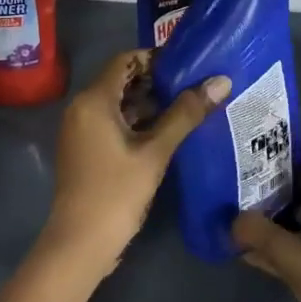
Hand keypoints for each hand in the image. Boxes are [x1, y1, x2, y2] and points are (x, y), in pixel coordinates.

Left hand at [37, 50, 227, 286]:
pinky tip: (165, 132)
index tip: (187, 65)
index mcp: (94, 100)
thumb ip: (186, 114)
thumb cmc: (116, 192)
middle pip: (120, 80)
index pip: (125, 60)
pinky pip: (111, 122)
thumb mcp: (156, 151)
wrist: (80, 243)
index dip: (155, 58)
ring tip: (187, 107)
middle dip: (155, 81)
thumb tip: (221, 81)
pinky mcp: (84, 149)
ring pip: (117, 103)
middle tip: (193, 86)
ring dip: (148, 103)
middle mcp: (81, 108)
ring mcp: (80, 130)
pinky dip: (136, 121)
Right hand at [232, 155, 300, 301]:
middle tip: (245, 176)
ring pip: (298, 223)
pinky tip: (250, 252)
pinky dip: (275, 248)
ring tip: (241, 209)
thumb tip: (232, 219)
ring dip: (274, 217)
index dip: (295, 152)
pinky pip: (294, 251)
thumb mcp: (290, 253)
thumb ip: (259, 232)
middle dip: (277, 184)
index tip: (266, 144)